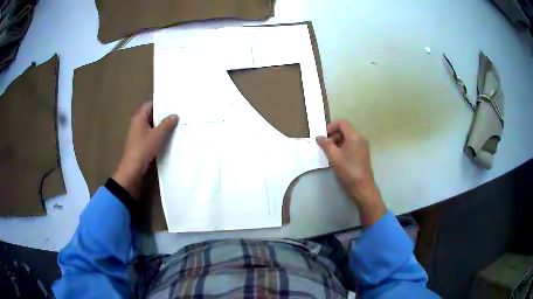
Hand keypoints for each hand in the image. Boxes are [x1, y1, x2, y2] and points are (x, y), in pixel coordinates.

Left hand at [112, 102, 178, 198]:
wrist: (133, 169)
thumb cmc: (143, 148)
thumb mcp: (157, 135)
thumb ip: (166, 124)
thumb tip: (175, 115)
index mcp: (139, 118)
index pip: (149, 105)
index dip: (160, 103)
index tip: (172, 104)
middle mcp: (137, 124)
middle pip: (151, 115)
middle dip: (163, 114)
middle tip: (177, 113)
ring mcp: (139, 134)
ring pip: (152, 125)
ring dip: (161, 125)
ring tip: (175, 123)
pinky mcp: (141, 143)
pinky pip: (151, 134)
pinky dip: (159, 134)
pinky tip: (168, 136)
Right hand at [316, 120, 385, 226]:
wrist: (362, 187)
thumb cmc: (348, 171)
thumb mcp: (334, 157)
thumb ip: (326, 144)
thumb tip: (319, 137)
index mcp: (354, 136)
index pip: (342, 123)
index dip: (331, 127)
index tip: (324, 137)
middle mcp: (360, 138)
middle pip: (345, 129)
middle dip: (334, 135)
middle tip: (325, 146)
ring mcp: (363, 146)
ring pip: (348, 137)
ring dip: (338, 142)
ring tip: (330, 153)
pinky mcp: (363, 153)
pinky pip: (352, 144)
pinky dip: (344, 147)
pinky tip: (338, 158)